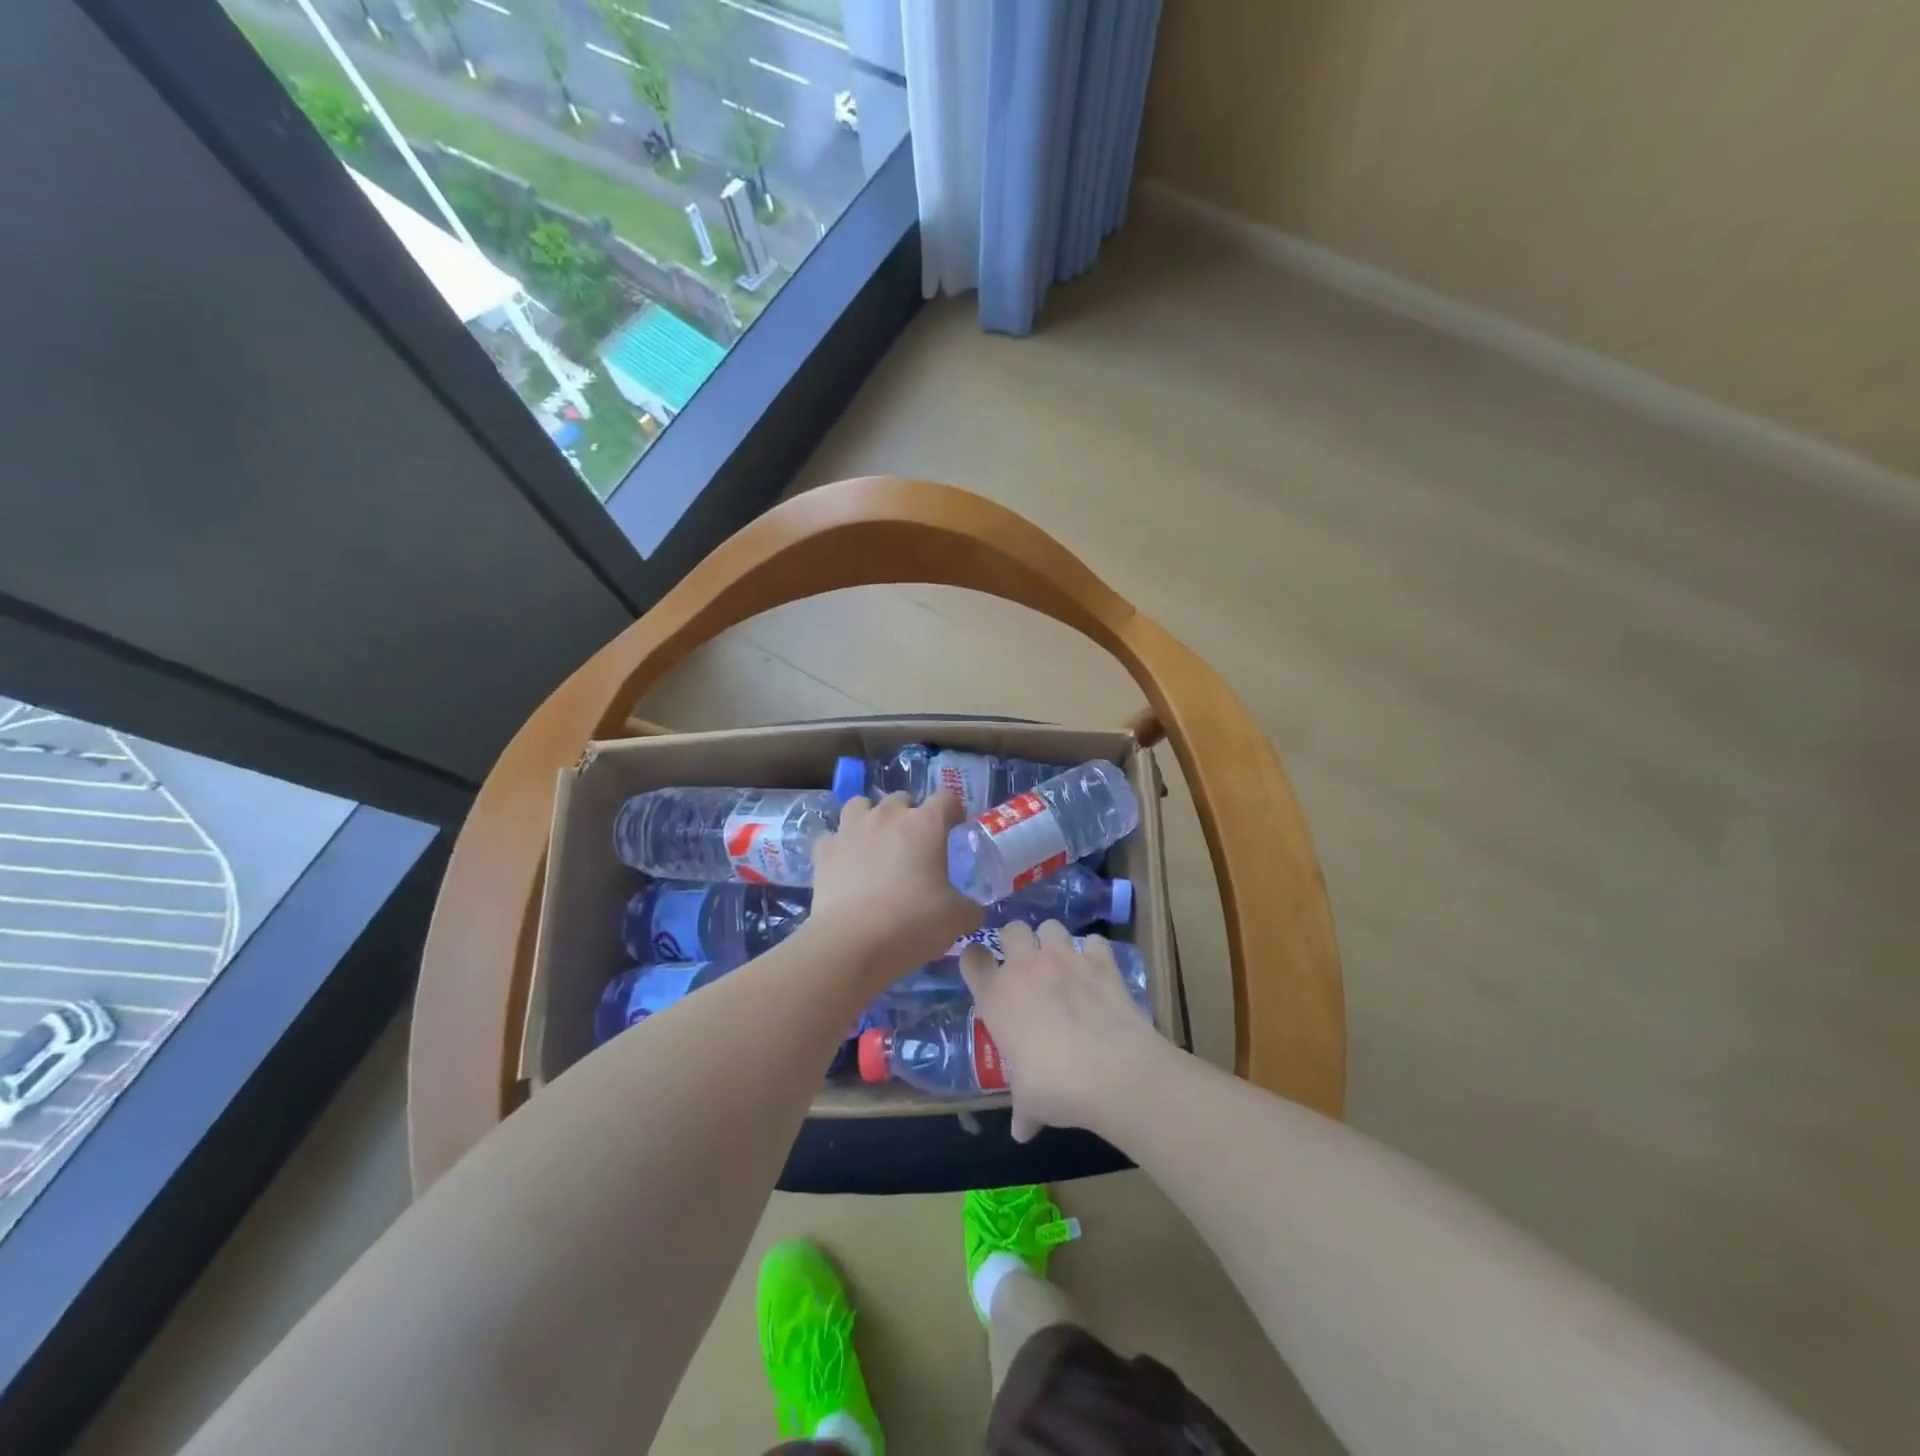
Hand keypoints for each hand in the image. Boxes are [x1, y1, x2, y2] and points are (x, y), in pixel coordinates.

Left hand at [809, 792, 981, 987]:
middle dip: (910, 814)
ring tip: (876, 842)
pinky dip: (841, 845)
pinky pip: (833, 836)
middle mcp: (887, 816)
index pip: (946, 798)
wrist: (852, 943)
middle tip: (915, 844)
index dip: (953, 811)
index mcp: (925, 824)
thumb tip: (972, 910)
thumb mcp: (957, 919)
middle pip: (901, 798)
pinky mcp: (823, 851)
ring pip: (860, 805)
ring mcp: (851, 829)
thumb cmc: (913, 922)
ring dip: (870, 817)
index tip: (955, 828)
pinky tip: (846, 863)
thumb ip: (969, 908)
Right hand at [959, 921, 1170, 1141]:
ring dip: (1054, 940)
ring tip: (1062, 962)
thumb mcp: (1029, 1102)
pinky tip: (1098, 971)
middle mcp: (1026, 967)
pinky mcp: (1101, 961)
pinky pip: (1094, 941)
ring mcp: (1065, 958)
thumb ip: (1023, 1110)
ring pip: (1051, 925)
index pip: (972, 958)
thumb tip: (1022, 1132)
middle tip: (1025, 964)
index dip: (975, 961)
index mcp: (996, 995)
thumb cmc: (1055, 1086)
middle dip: (1016, 940)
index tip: (983, 972)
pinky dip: (1094, 952)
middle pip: (1012, 928)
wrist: (1112, 1072)